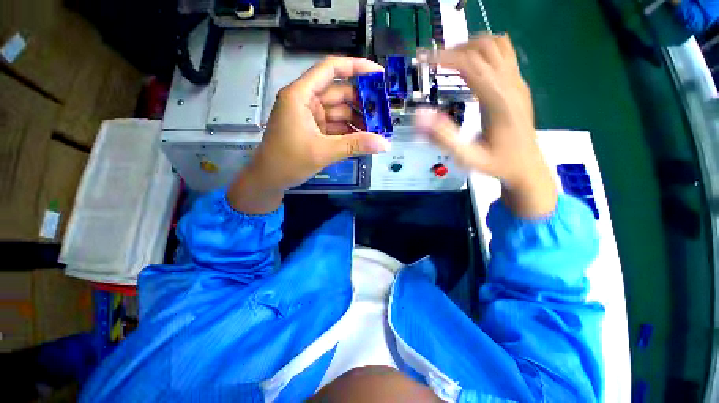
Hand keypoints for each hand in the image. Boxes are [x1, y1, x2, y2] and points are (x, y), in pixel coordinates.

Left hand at [229, 56, 390, 213]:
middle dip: (362, 103)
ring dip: (358, 120)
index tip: (379, 75)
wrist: (269, 179)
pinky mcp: (314, 130)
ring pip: (340, 112)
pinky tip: (364, 139)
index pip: (331, 69)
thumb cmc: (288, 161)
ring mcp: (311, 116)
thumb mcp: (323, 152)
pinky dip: (349, 131)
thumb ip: (355, 146)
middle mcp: (306, 101)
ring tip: (377, 130)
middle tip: (383, 114)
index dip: (356, 67)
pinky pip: (336, 126)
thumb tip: (384, 144)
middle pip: (340, 93)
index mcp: (301, 95)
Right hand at [415, 34, 556, 217]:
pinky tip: (469, 67)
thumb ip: (444, 137)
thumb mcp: (467, 157)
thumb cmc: (497, 163)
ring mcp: (518, 82)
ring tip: (449, 61)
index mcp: (499, 101)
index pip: (471, 64)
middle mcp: (512, 85)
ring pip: (497, 44)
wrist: (527, 166)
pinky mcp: (518, 85)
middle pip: (484, 47)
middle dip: (455, 49)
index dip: (445, 57)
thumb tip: (420, 115)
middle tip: (433, 62)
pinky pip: (503, 54)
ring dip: (470, 46)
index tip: (423, 59)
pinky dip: (483, 51)